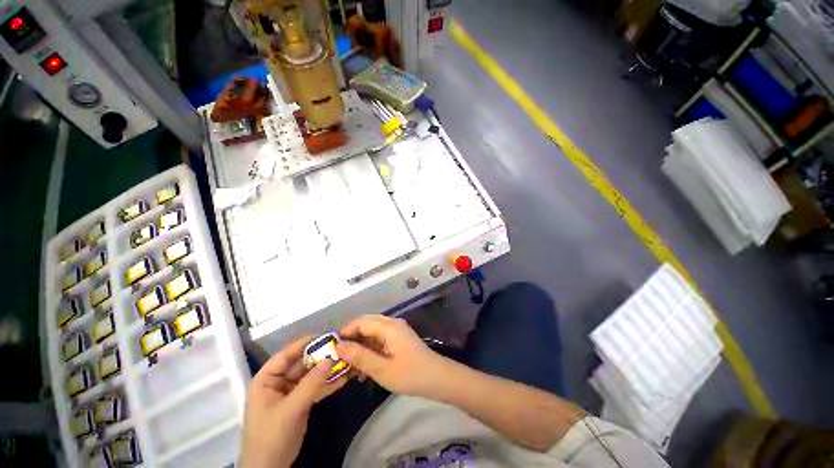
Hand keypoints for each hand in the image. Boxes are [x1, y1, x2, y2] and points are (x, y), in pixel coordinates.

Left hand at [240, 336, 346, 467]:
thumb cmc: (271, 437)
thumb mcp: (290, 409)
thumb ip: (310, 384)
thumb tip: (330, 358)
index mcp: (267, 379)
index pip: (286, 354)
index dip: (306, 343)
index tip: (327, 335)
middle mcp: (278, 382)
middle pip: (302, 363)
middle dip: (322, 357)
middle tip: (342, 348)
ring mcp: (290, 392)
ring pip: (311, 375)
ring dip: (327, 370)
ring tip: (347, 360)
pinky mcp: (300, 402)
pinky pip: (315, 388)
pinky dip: (328, 384)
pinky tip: (344, 378)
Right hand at [336, 315, 449, 397]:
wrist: (438, 378)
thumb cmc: (410, 374)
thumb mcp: (382, 369)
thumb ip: (360, 356)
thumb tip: (339, 346)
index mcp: (388, 326)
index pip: (361, 321)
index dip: (346, 332)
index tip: (333, 348)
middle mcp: (392, 323)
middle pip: (367, 324)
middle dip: (352, 338)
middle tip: (340, 357)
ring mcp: (397, 330)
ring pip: (373, 332)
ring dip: (361, 346)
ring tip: (351, 367)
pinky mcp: (400, 338)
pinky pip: (381, 339)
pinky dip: (371, 350)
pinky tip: (365, 367)